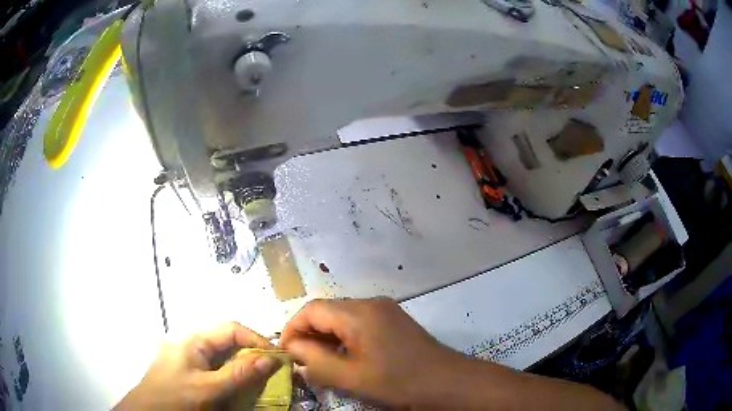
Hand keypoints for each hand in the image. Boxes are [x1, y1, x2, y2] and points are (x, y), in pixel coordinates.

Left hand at [114, 322, 281, 410]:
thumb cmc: (176, 398)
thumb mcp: (209, 388)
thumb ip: (239, 374)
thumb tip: (271, 358)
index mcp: (194, 340)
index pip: (231, 329)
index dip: (257, 339)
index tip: (277, 358)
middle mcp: (192, 344)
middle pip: (228, 342)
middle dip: (252, 355)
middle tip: (272, 373)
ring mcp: (189, 358)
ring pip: (224, 357)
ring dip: (243, 368)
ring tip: (259, 383)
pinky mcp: (189, 372)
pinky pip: (216, 369)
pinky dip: (231, 377)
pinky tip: (238, 390)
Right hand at [279, 298, 460, 406]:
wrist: (447, 382)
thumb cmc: (399, 382)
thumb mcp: (351, 377)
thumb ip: (315, 360)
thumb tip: (291, 347)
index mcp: (359, 313)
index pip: (311, 309)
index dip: (292, 328)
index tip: (284, 351)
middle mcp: (371, 303)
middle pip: (327, 311)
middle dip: (308, 334)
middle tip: (300, 360)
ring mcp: (385, 310)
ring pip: (342, 318)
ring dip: (326, 337)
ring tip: (319, 362)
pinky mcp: (393, 321)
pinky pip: (358, 324)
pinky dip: (344, 338)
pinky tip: (344, 358)